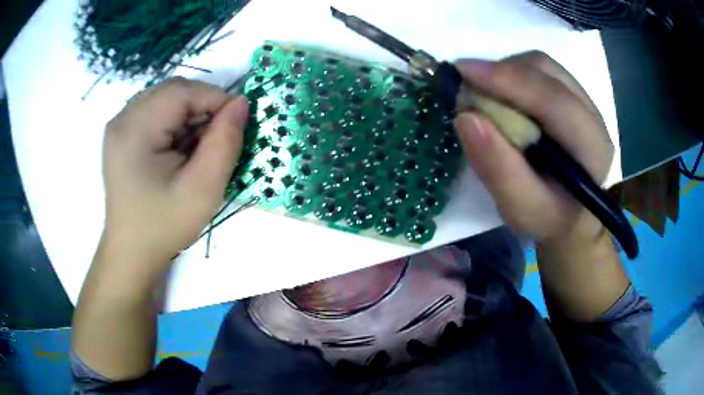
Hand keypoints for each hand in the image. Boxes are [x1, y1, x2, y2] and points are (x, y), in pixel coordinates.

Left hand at [102, 77, 248, 268]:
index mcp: (135, 130)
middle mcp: (122, 118)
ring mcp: (119, 124)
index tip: (234, 126)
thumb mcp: (203, 190)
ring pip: (166, 97)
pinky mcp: (121, 133)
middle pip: (173, 90)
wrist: (132, 251)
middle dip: (202, 106)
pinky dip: (175, 120)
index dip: (216, 100)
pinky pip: (155, 109)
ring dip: (189, 113)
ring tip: (196, 147)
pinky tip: (178, 147)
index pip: (183, 91)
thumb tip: (241, 104)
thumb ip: (225, 142)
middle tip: (215, 139)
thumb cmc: (164, 226)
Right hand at [453, 51, 613, 243]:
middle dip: (502, 73)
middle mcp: (592, 114)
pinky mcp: (571, 95)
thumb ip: (498, 169)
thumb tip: (465, 117)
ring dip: (505, 72)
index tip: (462, 73)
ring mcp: (584, 100)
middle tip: (466, 89)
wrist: (573, 214)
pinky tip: (501, 95)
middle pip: (546, 71)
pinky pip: (539, 71)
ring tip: (482, 94)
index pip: (553, 99)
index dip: (508, 80)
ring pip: (541, 65)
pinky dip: (512, 75)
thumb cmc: (550, 218)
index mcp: (591, 147)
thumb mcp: (521, 209)